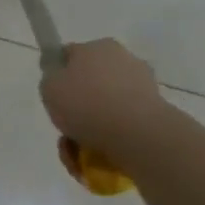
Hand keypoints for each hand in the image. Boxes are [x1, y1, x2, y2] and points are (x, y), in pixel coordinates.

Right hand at [39, 38, 165, 159]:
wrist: (137, 135)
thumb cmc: (87, 104)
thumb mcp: (49, 88)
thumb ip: (51, 80)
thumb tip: (60, 80)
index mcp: (97, 46)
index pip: (71, 55)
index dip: (58, 74)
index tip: (53, 96)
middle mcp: (123, 60)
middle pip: (90, 84)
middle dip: (76, 108)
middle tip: (65, 129)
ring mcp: (143, 87)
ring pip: (106, 109)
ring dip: (90, 130)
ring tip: (78, 154)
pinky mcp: (155, 113)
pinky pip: (123, 125)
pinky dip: (110, 140)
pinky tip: (98, 157)